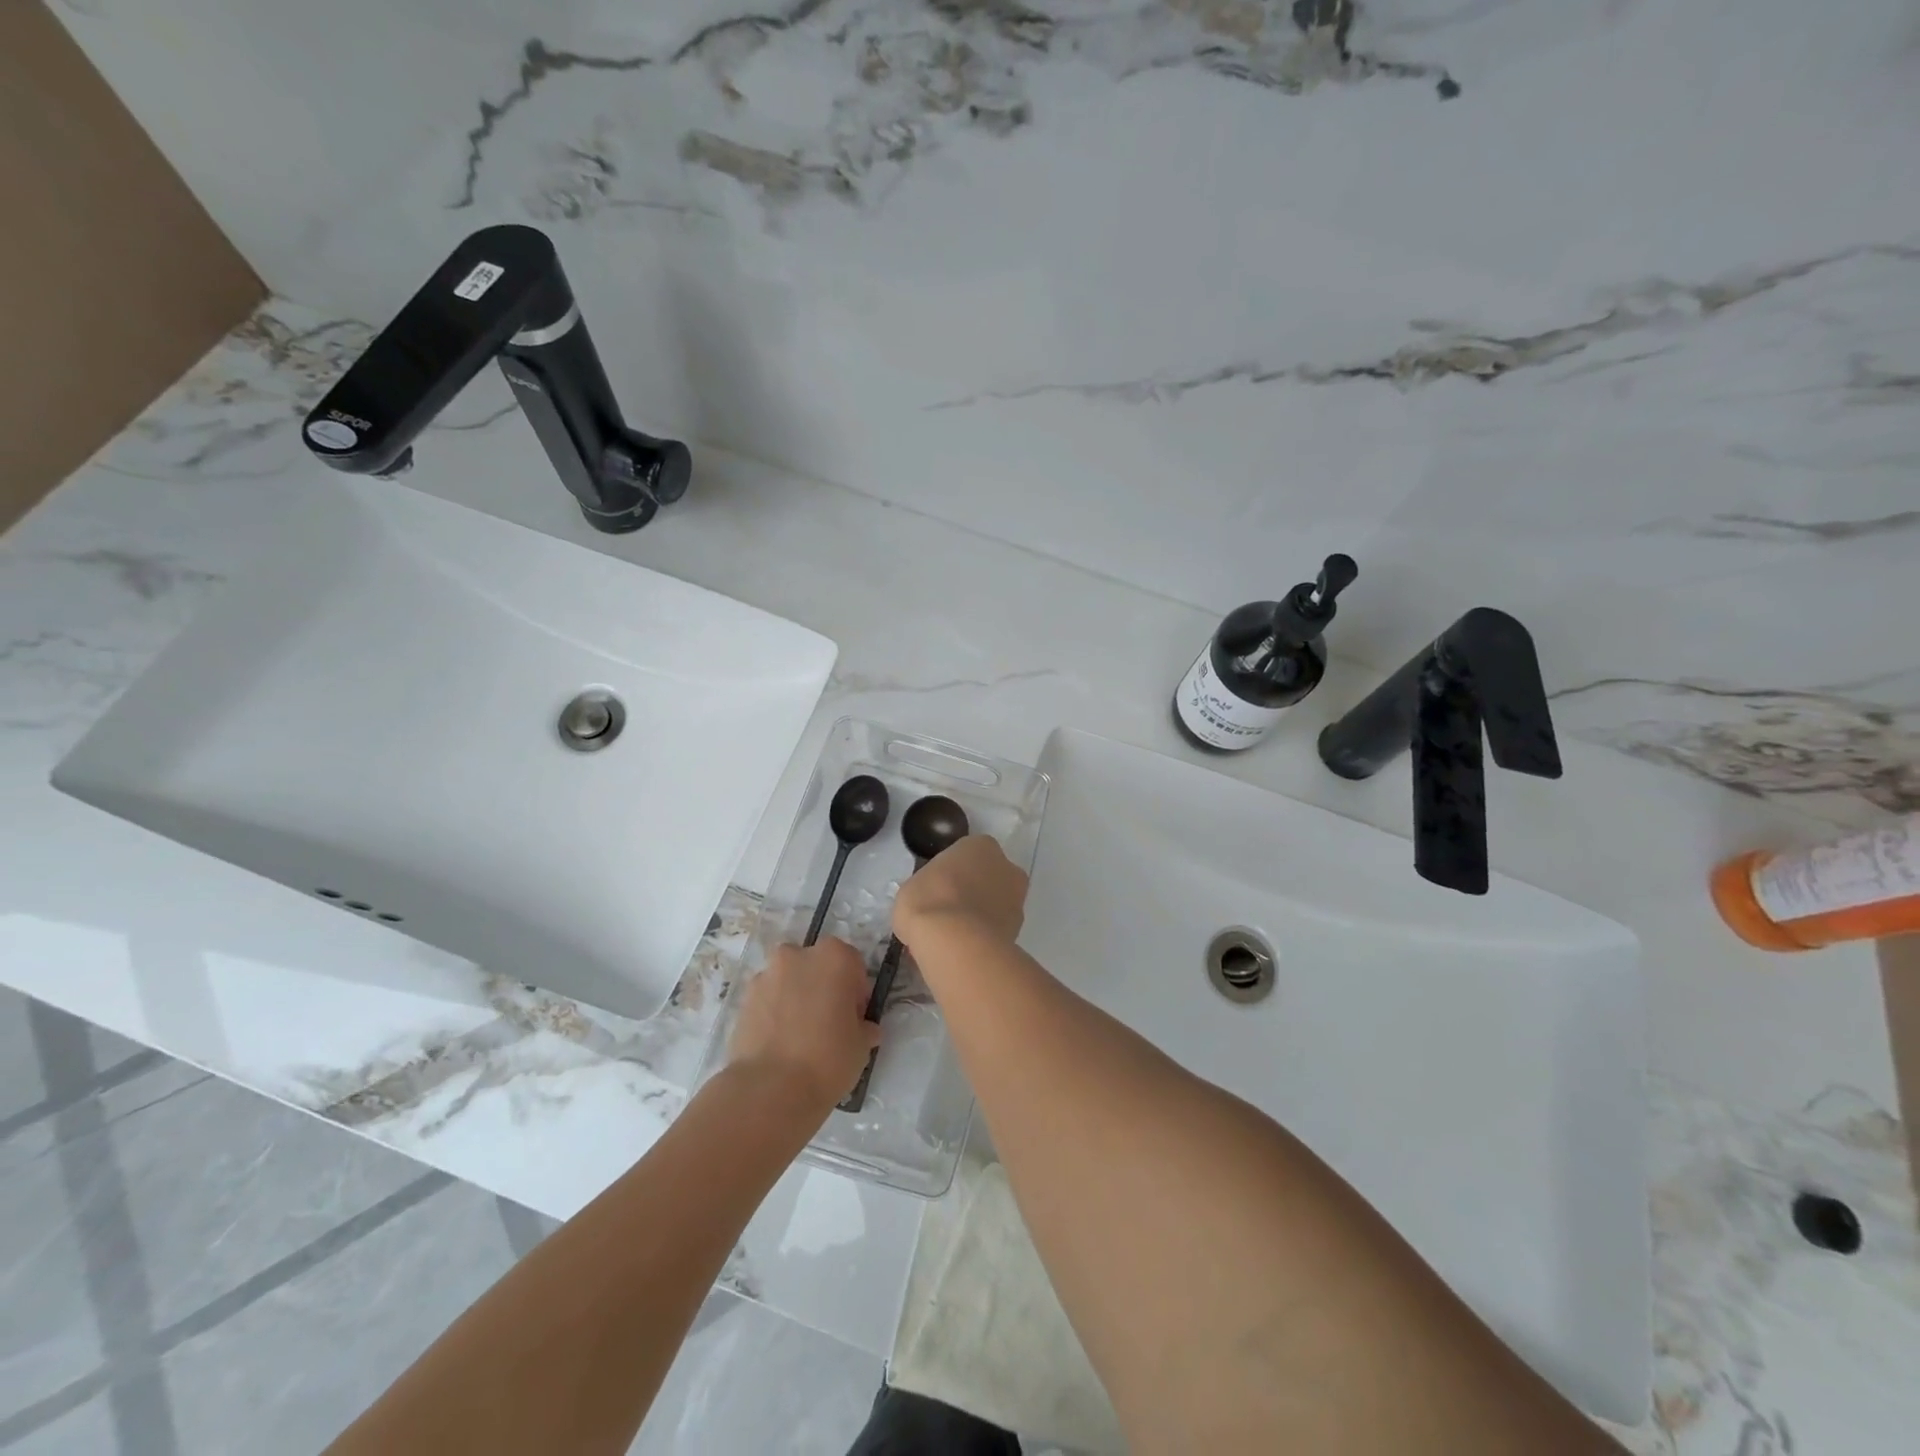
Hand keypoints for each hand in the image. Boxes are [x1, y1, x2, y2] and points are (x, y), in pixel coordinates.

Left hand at [728, 938, 880, 1108]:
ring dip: (796, 997)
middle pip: (817, 966)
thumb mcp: (862, 1046)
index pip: (853, 964)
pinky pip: (768, 999)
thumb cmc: (828, 1059)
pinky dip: (774, 1012)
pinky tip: (778, 1042)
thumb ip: (863, 1027)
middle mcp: (799, 955)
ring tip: (799, 1036)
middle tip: (827, 1024)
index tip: (854, 1017)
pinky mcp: (744, 998)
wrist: (770, 1089)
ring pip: (789, 980)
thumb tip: (863, 1029)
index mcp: (835, 957)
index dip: (855, 991)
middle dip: (823, 987)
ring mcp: (767, 975)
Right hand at [892, 834, 1028, 948]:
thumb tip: (930, 899)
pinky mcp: (1019, 930)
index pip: (966, 854)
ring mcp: (1017, 900)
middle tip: (945, 912)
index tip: (936, 890)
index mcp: (981, 845)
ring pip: (994, 905)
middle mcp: (1006, 866)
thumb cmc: (930, 900)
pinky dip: (983, 938)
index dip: (950, 872)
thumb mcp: (913, 885)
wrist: (956, 942)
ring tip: (951, 938)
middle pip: (987, 877)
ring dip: (979, 916)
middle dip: (971, 892)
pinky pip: (995, 930)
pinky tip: (962, 950)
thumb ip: (928, 886)